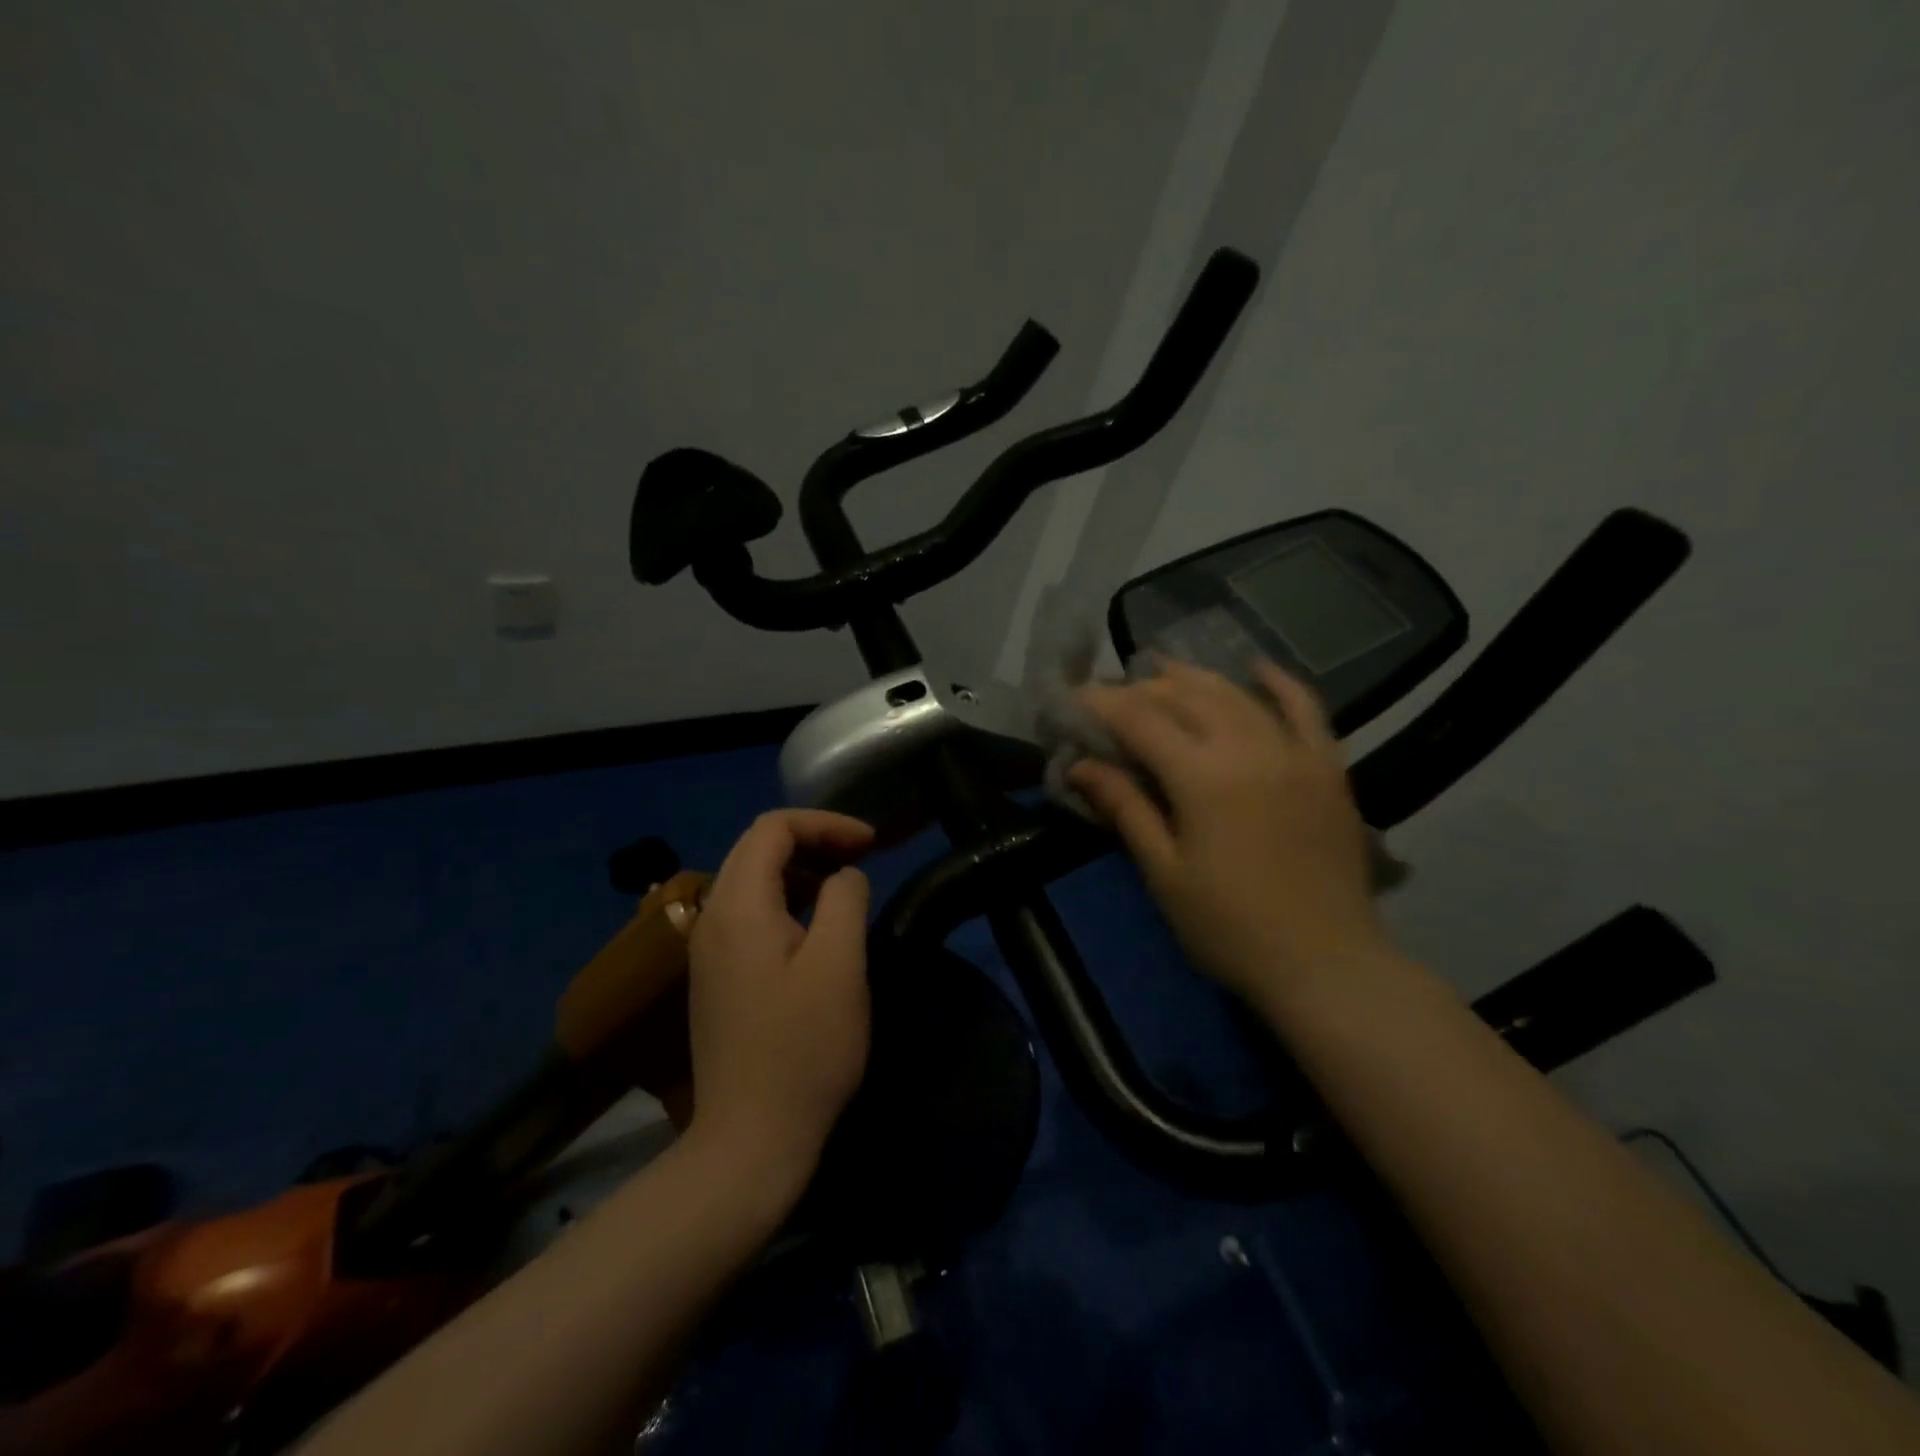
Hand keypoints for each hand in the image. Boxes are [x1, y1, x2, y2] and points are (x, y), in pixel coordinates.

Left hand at [683, 810, 874, 1192]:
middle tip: (862, 855)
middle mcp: (711, 917)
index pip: (773, 828)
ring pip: (751, 879)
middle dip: (813, 840)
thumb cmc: (803, 1049)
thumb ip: (845, 899)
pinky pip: (748, 913)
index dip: (826, 823)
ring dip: (800, 869)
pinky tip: (815, 927)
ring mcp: (707, 949)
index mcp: (738, 905)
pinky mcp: (715, 976)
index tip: (871, 843)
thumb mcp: (840, 964)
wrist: (749, 1139)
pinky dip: (785, 900)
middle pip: (757, 847)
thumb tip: (845, 875)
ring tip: (844, 886)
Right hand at [1070, 659, 1389, 1009]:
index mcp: (1203, 778)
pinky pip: (1306, 708)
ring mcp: (1295, 753)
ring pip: (1237, 694)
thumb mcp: (1164, 872)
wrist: (1326, 964)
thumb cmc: (1230, 928)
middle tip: (1113, 696)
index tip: (1073, 698)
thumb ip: (1125, 808)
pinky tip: (1256, 668)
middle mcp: (1249, 748)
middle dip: (1143, 690)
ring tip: (1162, 672)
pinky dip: (1279, 683)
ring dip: (1195, 678)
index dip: (1102, 704)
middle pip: (1186, 697)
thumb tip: (1080, 764)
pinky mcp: (1328, 767)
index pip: (1140, 720)